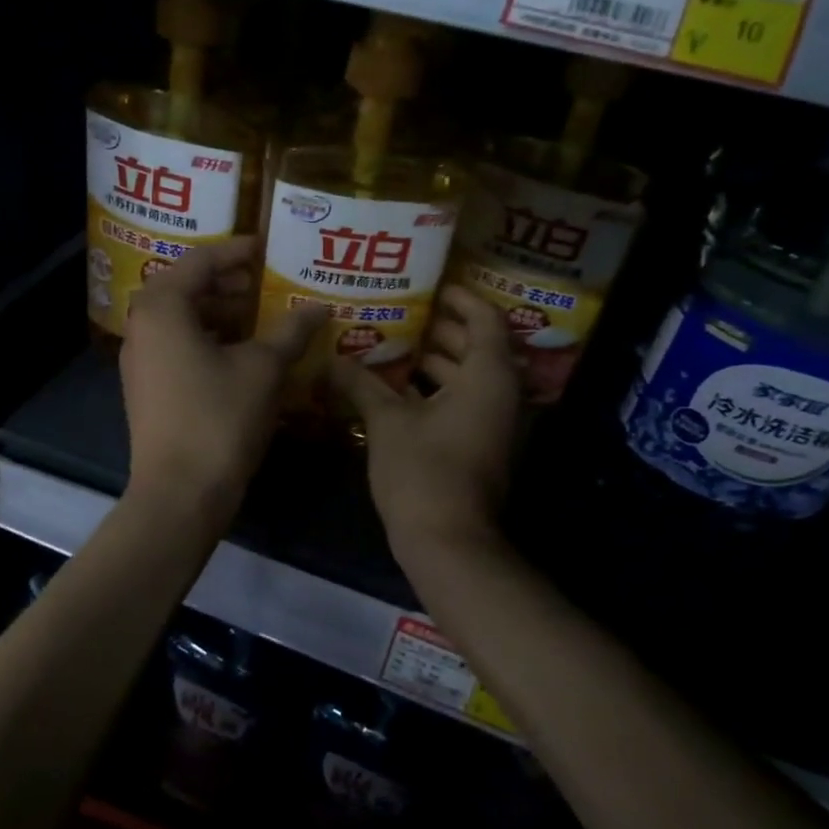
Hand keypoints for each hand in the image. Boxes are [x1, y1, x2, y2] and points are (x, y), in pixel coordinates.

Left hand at [120, 239, 325, 523]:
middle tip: (269, 282)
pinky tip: (244, 354)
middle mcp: (142, 326)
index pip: (200, 261)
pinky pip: (179, 347)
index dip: (238, 252)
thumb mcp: (263, 369)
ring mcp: (140, 360)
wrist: (180, 493)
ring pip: (183, 320)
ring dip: (222, 314)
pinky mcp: (147, 388)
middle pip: (187, 288)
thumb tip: (319, 307)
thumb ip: (291, 331)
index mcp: (163, 308)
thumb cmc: (220, 418)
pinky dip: (210, 341)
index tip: (269, 249)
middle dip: (229, 284)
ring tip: (263, 317)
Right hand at [333, 286, 520, 560]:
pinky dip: (435, 390)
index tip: (433, 287)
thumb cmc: (423, 471)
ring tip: (394, 345)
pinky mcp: (478, 446)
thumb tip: (329, 360)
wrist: (448, 541)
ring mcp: (492, 424)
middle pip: (477, 347)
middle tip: (403, 312)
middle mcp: (499, 395)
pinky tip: (396, 389)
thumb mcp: (386, 421)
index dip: (462, 299)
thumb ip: (360, 384)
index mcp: (487, 377)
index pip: (486, 320)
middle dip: (442, 329)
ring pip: (468, 378)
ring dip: (437, 362)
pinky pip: (461, 403)